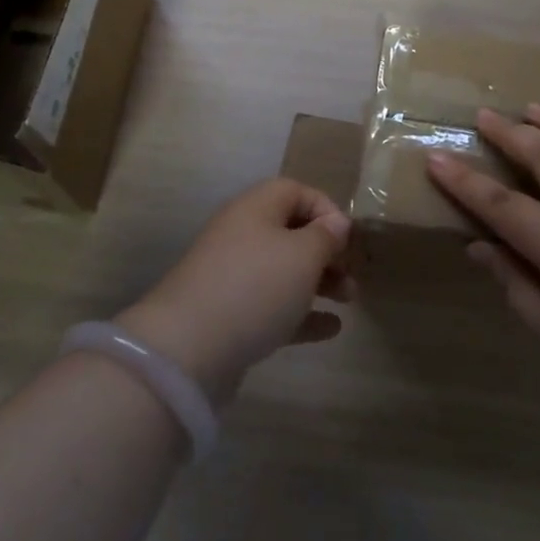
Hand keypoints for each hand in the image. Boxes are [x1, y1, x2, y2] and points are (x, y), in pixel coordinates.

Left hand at [118, 179, 353, 402]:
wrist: (188, 348)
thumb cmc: (256, 287)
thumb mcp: (302, 255)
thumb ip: (325, 236)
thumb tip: (336, 222)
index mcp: (256, 208)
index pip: (296, 191)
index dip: (326, 209)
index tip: (348, 238)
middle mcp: (241, 234)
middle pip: (290, 232)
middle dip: (326, 251)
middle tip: (351, 274)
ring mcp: (232, 276)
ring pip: (283, 270)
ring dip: (318, 282)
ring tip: (349, 301)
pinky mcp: (228, 315)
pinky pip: (272, 305)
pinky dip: (301, 313)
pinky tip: (330, 329)